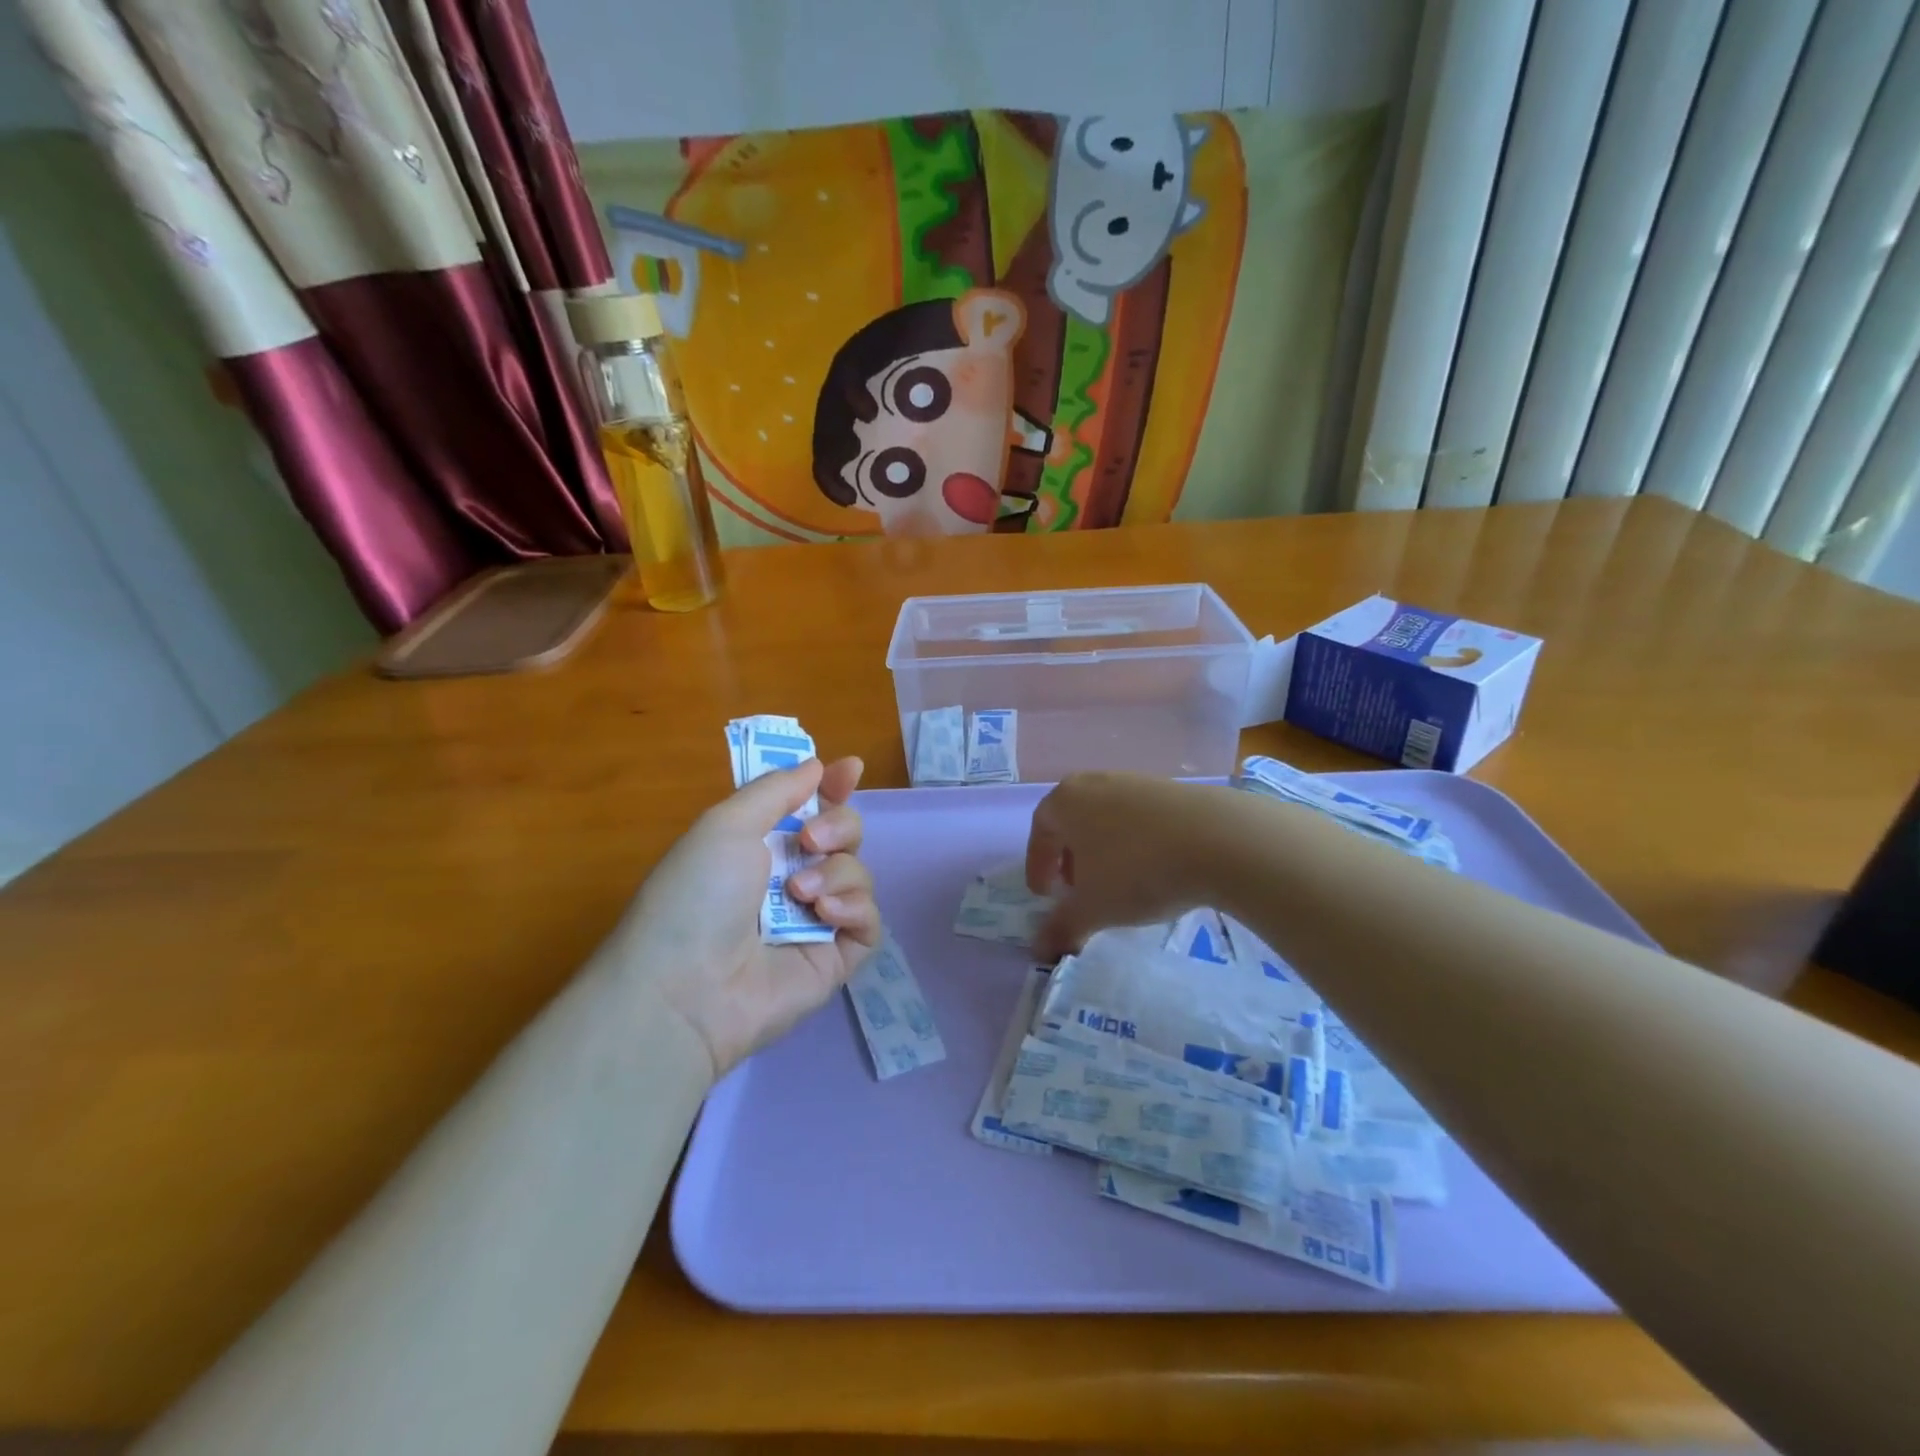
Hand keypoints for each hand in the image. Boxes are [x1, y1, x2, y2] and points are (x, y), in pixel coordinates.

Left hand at [612, 757, 880, 1077]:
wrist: (687, 988)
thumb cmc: (697, 895)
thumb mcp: (726, 824)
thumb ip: (777, 790)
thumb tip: (818, 766)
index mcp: (760, 846)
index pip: (810, 807)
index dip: (833, 787)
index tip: (851, 769)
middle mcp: (790, 878)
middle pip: (844, 835)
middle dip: (839, 826)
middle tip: (810, 840)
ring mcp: (815, 920)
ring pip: (858, 873)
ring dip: (837, 872)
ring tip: (801, 894)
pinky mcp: (835, 957)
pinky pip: (869, 920)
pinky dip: (855, 908)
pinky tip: (825, 915)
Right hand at [1024, 772, 1236, 959]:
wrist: (1219, 840)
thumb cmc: (1137, 870)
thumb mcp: (1093, 908)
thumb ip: (1062, 928)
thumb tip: (1040, 950)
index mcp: (1064, 801)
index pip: (1039, 832)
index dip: (1038, 866)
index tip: (1045, 895)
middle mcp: (1094, 782)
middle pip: (1071, 821)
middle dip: (1069, 857)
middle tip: (1076, 889)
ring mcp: (1134, 781)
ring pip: (1105, 818)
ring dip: (1102, 850)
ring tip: (1117, 882)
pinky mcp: (1170, 788)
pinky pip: (1138, 818)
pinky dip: (1134, 842)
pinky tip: (1152, 868)